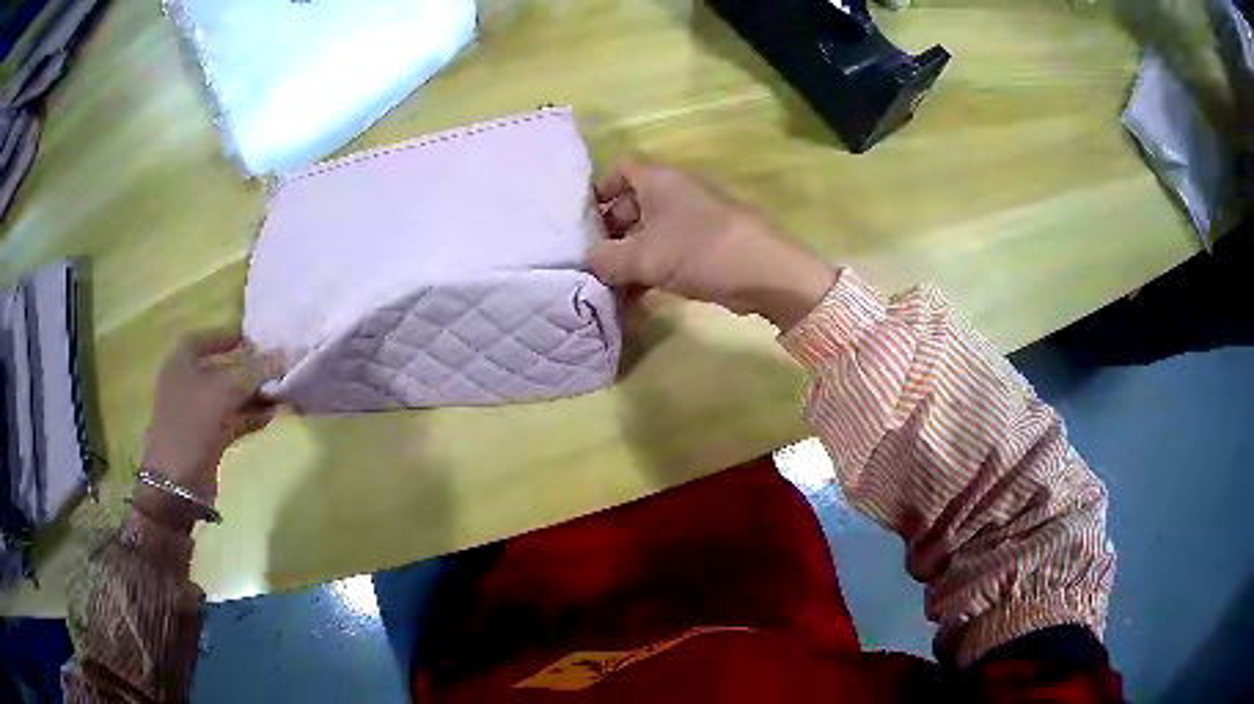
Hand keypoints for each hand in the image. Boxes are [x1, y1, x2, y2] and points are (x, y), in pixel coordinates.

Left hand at [142, 331, 280, 505]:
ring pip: (231, 395)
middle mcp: (188, 380)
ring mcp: (197, 411)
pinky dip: (251, 416)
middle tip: (279, 367)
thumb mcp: (224, 391)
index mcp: (182, 360)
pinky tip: (274, 416)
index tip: (261, 340)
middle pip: (224, 367)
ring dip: (255, 394)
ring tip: (284, 392)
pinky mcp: (208, 436)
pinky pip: (233, 418)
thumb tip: (288, 354)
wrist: (177, 484)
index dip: (234, 336)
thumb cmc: (191, 425)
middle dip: (251, 368)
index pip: (210, 337)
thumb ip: (255, 371)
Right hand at [589, 160, 836, 329]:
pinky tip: (637, 300)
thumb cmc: (698, 251)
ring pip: (649, 233)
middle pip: (631, 205)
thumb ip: (606, 260)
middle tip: (593, 264)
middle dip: (610, 234)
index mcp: (657, 180)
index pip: (618, 170)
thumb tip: (589, 263)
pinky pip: (668, 252)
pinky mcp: (706, 245)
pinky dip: (651, 271)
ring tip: (611, 291)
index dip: (598, 191)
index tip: (583, 224)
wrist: (765, 272)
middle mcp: (674, 192)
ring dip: (629, 260)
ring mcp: (693, 219)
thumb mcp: (642, 257)